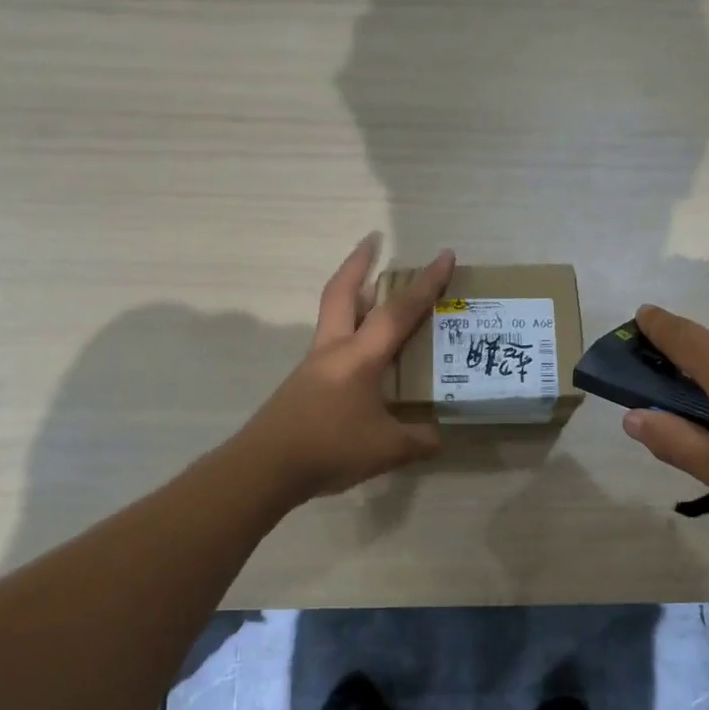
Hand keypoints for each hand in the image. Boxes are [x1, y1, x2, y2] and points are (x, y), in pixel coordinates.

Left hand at [238, 238, 454, 502]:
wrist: (264, 468)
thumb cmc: (329, 449)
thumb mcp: (387, 450)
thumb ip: (418, 441)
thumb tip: (439, 436)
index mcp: (359, 357)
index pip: (398, 312)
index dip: (425, 284)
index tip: (444, 255)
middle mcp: (333, 350)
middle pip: (342, 292)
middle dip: (359, 262)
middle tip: (373, 241)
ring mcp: (313, 366)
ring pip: (333, 316)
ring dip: (352, 296)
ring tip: (375, 294)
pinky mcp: (303, 385)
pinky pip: (331, 346)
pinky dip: (349, 334)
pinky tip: (363, 356)